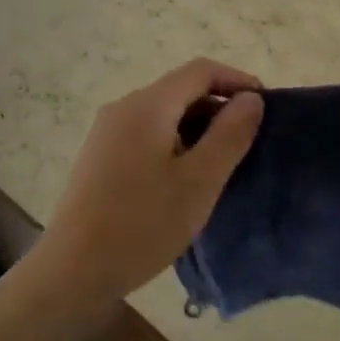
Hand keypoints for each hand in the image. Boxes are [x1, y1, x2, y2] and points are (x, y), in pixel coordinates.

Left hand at [34, 59, 264, 311]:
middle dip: (219, 107)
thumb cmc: (143, 224)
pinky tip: (186, 178)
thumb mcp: (199, 181)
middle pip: (181, 90)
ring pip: (164, 114)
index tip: (266, 107)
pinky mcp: (100, 156)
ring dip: (198, 128)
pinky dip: (175, 143)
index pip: (200, 71)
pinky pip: (147, 134)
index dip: (237, 80)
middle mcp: (123, 108)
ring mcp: (107, 132)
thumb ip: (230, 134)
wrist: (73, 270)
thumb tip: (251, 99)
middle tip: (249, 142)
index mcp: (148, 105)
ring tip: (223, 163)